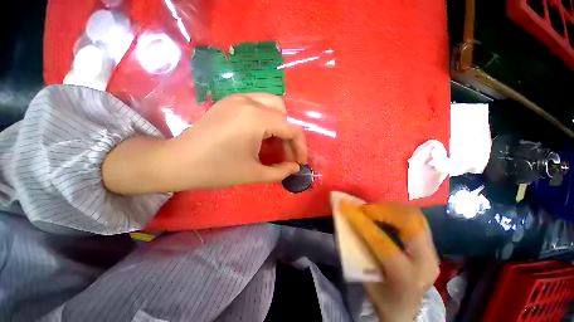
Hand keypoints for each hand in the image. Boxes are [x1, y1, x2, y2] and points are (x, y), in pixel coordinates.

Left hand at [169, 93, 306, 189]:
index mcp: (256, 118)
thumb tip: (295, 167)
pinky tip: (259, 135)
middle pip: (283, 113)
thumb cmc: (216, 170)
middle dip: (288, 134)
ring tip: (274, 144)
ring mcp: (237, 98)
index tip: (299, 162)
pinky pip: (257, 105)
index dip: (300, 146)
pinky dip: (266, 119)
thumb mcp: (254, 174)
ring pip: (271, 105)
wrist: (177, 162)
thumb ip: (280, 172)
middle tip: (285, 153)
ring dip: (278, 125)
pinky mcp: (229, 101)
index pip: (291, 129)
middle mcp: (249, 101)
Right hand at [340, 202, 439, 321]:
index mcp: (405, 276)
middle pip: (408, 223)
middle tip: (364, 209)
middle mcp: (425, 262)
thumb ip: (359, 249)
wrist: (408, 311)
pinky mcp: (432, 247)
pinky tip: (386, 214)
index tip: (345, 206)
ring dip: (391, 208)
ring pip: (415, 216)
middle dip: (382, 210)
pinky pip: (417, 219)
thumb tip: (347, 221)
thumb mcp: (366, 278)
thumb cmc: (383, 298)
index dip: (361, 220)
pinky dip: (399, 212)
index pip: (381, 241)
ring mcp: (433, 253)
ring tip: (374, 210)